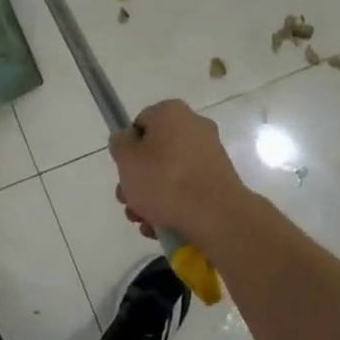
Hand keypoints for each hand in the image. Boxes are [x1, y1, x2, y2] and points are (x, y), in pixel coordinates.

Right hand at [109, 100, 254, 249]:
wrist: (215, 216)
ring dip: (151, 198)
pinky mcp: (219, 181)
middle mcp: (194, 127)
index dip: (127, 148)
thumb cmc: (165, 181)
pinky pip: (188, 189)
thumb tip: (126, 139)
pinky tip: (162, 227)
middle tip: (129, 201)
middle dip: (137, 180)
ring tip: (143, 221)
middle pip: (155, 153)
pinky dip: (173, 206)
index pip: (140, 123)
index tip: (123, 171)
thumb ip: (119, 144)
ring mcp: (210, 155)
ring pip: (169, 175)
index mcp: (172, 113)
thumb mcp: (127, 160)